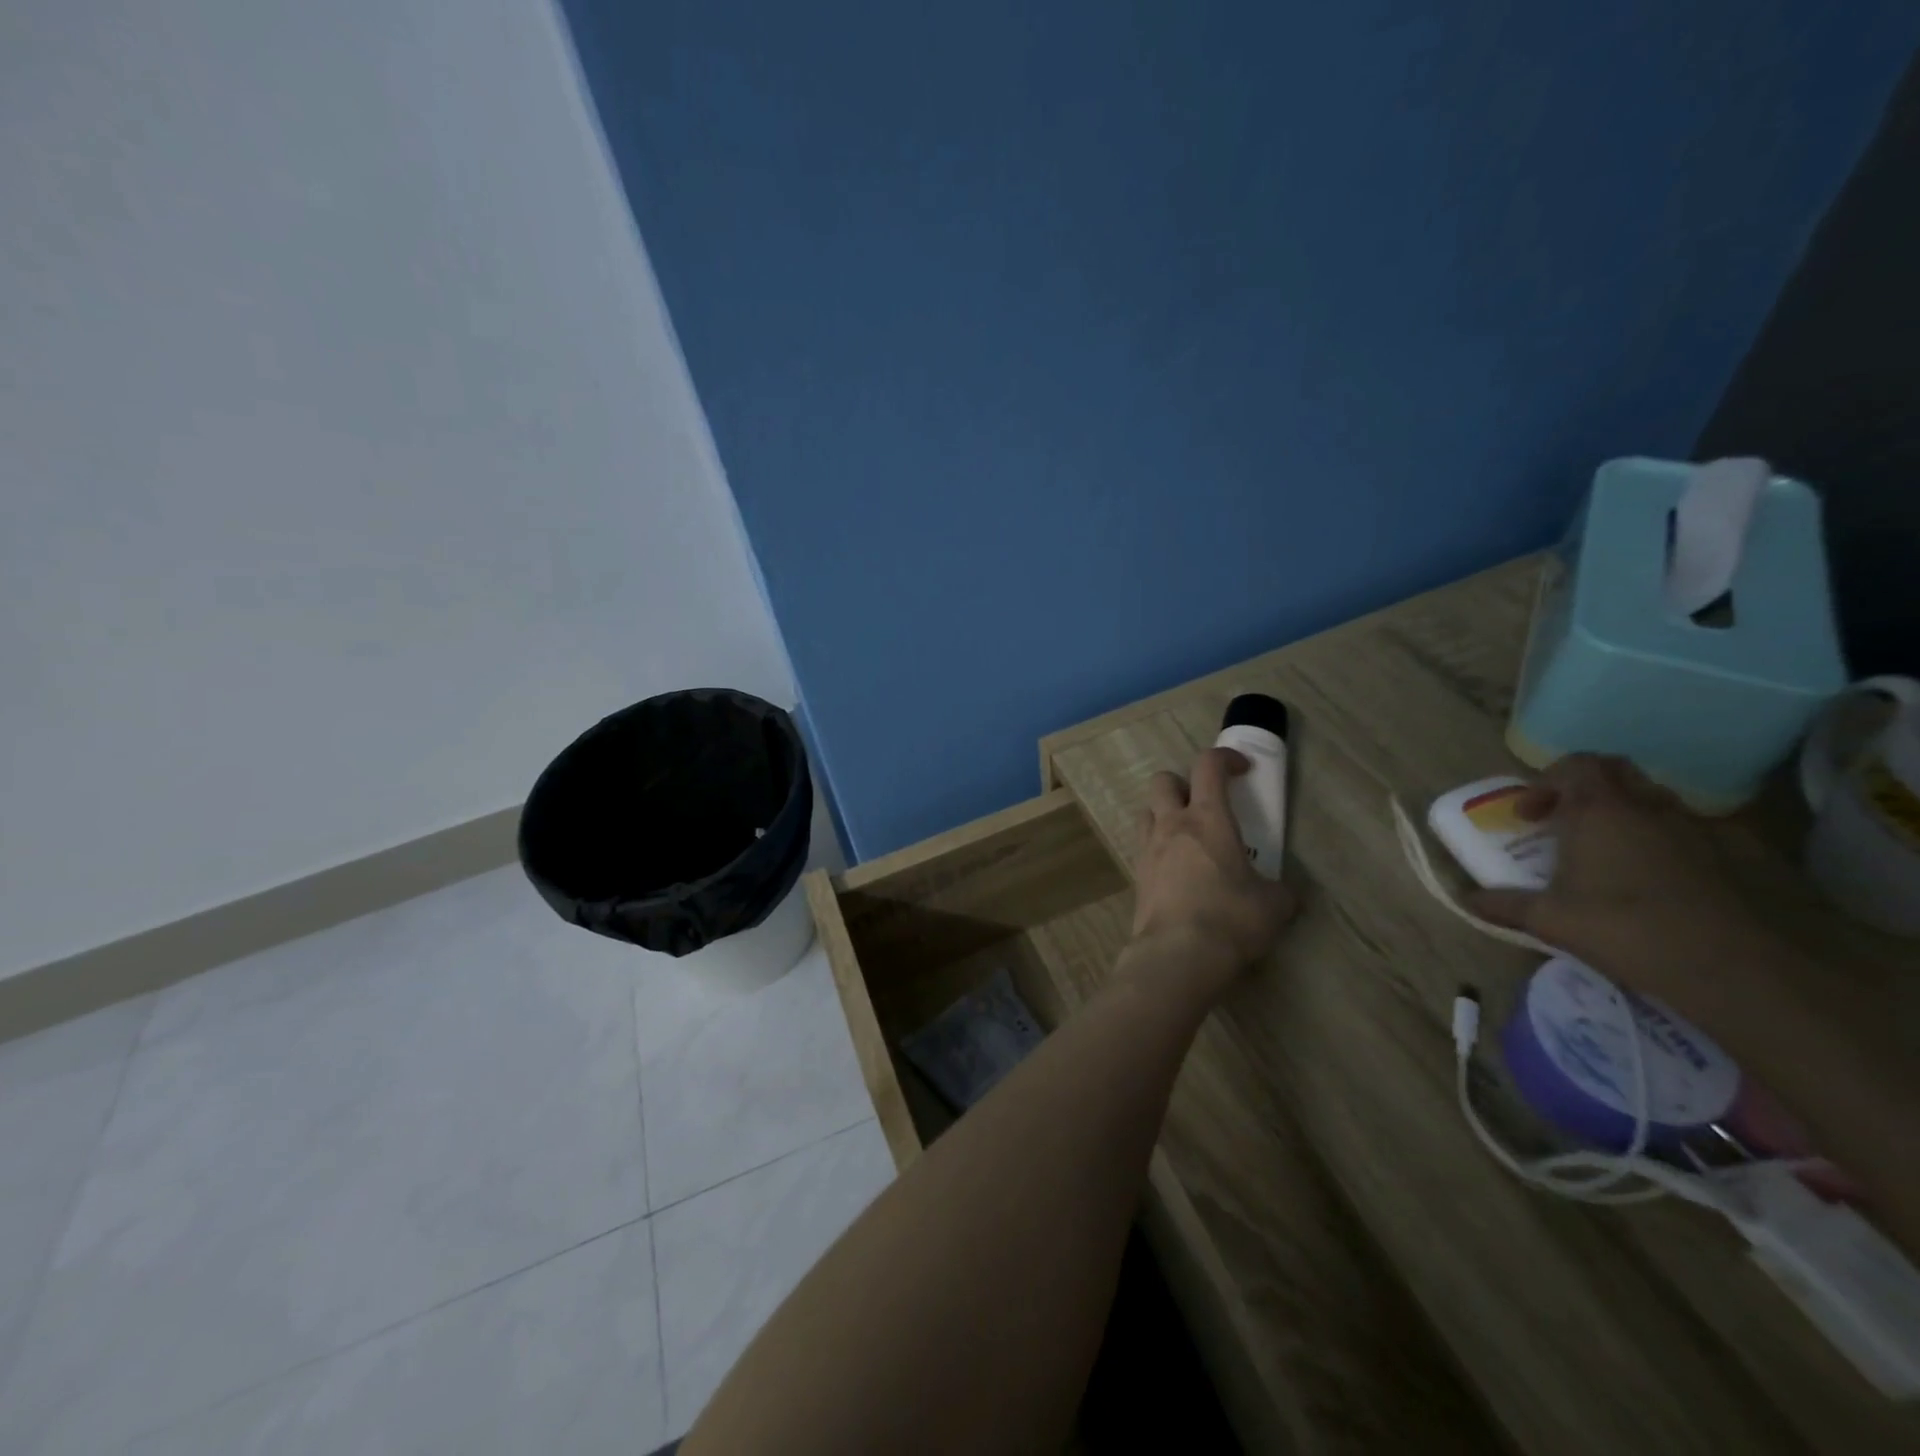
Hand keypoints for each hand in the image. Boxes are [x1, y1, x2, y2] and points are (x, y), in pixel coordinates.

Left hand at [1128, 748, 1296, 990]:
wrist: (1177, 954)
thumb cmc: (1231, 919)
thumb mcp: (1274, 905)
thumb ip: (1279, 889)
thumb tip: (1282, 892)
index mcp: (1207, 819)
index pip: (1208, 765)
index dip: (1225, 758)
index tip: (1242, 770)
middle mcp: (1171, 825)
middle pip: (1163, 780)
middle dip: (1184, 783)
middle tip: (1205, 804)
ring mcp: (1148, 849)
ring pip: (1147, 810)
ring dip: (1165, 813)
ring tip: (1188, 836)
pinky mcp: (1137, 875)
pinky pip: (1143, 846)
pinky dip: (1158, 847)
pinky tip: (1177, 870)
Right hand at [1467, 754, 1760, 998]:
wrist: (1723, 965)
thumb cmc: (1620, 927)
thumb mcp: (1548, 919)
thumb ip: (1504, 904)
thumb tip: (1467, 899)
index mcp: (1598, 811)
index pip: (1574, 765)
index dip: (1546, 782)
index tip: (1530, 816)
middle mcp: (1644, 808)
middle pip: (1615, 770)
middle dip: (1585, 785)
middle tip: (1565, 818)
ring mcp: (1690, 829)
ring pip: (1651, 797)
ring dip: (1623, 809)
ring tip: (1603, 846)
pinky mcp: (1723, 855)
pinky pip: (1683, 827)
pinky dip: (1658, 836)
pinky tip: (1647, 873)